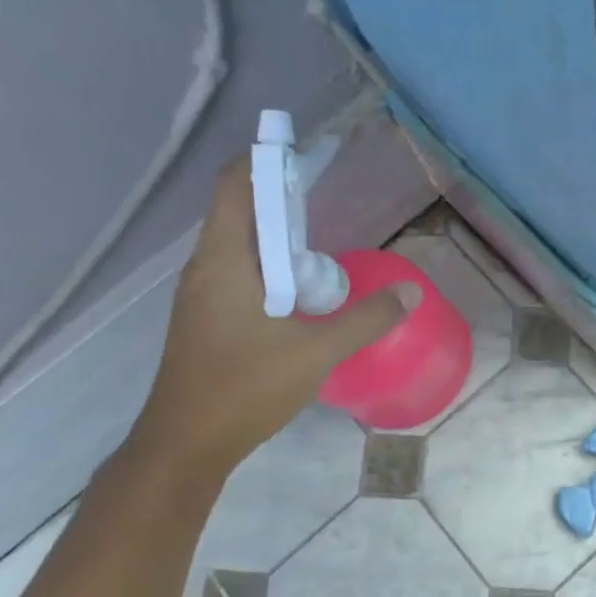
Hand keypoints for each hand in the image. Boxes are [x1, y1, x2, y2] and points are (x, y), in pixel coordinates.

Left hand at [127, 161, 417, 480]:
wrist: (184, 446)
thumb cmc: (243, 390)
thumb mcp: (316, 354)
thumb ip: (366, 320)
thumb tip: (412, 291)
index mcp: (224, 262)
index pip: (233, 186)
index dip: (263, 160)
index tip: (301, 150)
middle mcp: (206, 268)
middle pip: (236, 209)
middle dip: (277, 192)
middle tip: (323, 188)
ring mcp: (201, 293)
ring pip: (236, 242)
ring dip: (273, 230)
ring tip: (318, 232)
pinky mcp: (205, 316)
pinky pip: (237, 268)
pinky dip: (267, 260)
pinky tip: (298, 283)